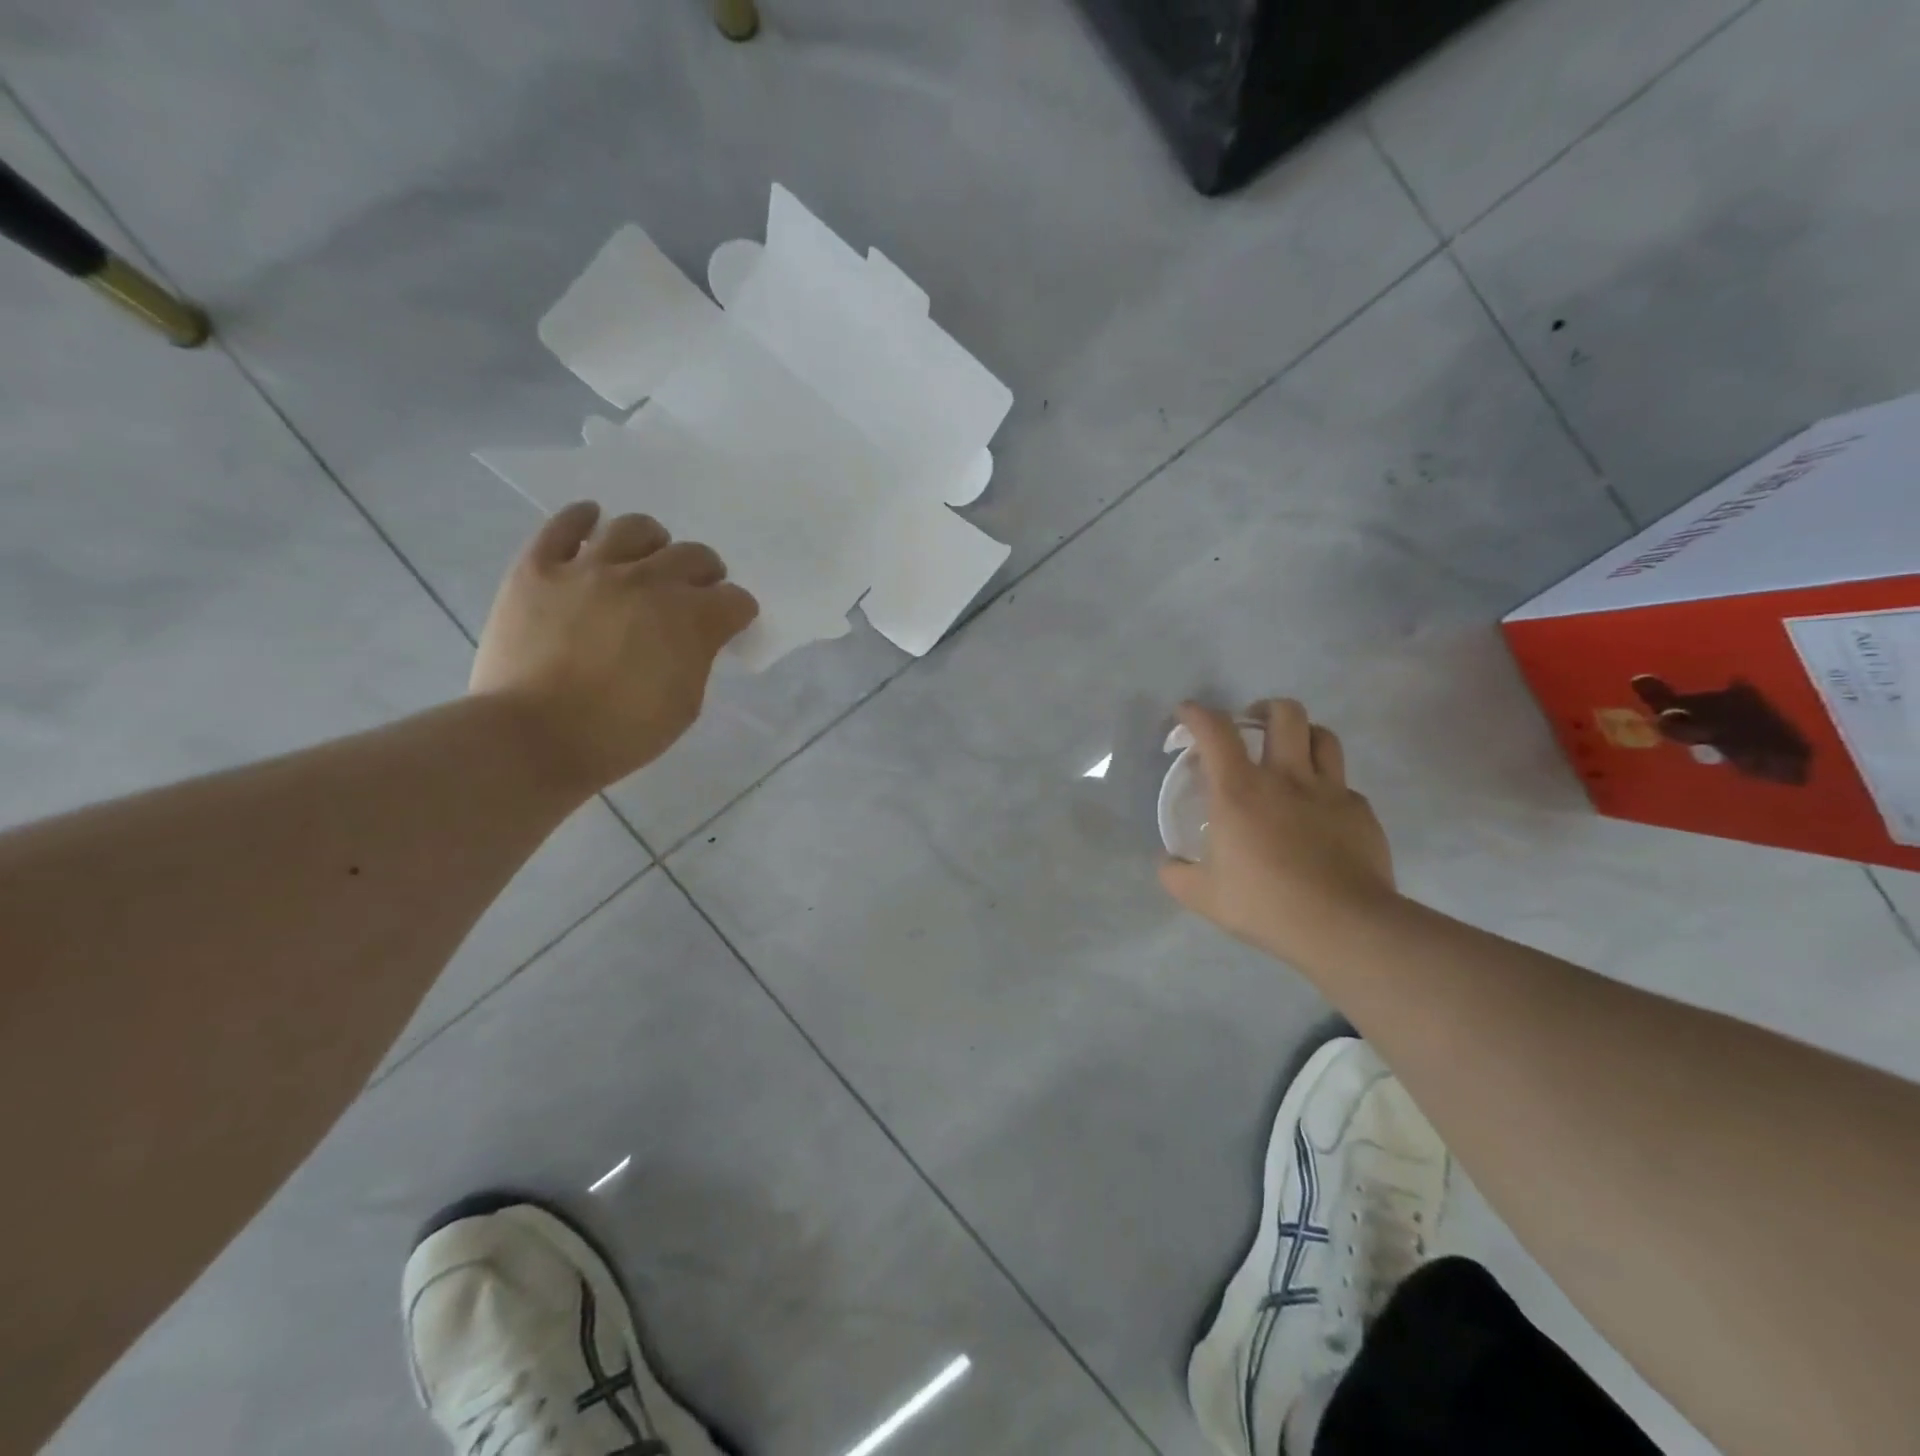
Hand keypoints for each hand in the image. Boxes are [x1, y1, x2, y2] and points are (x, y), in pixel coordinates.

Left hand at [470, 503, 757, 794]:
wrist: (533, 738)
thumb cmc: (620, 734)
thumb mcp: (685, 705)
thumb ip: (698, 658)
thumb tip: (696, 637)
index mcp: (690, 618)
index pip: (735, 599)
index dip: (737, 613)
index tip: (729, 626)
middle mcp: (647, 581)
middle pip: (694, 555)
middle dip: (705, 574)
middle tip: (695, 592)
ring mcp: (589, 568)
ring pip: (635, 528)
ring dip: (653, 543)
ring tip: (646, 560)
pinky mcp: (539, 568)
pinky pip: (564, 525)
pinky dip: (583, 518)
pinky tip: (592, 523)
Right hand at [1159, 699, 1396, 964]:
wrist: (1342, 926)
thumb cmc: (1265, 903)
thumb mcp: (1203, 896)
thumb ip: (1176, 874)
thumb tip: (1167, 863)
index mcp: (1239, 790)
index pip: (1215, 731)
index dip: (1197, 713)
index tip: (1187, 713)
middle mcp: (1285, 777)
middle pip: (1284, 713)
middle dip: (1264, 709)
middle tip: (1252, 727)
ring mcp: (1329, 791)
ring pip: (1323, 736)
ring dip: (1303, 735)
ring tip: (1291, 754)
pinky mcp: (1361, 812)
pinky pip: (1344, 785)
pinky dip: (1328, 788)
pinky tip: (1320, 813)